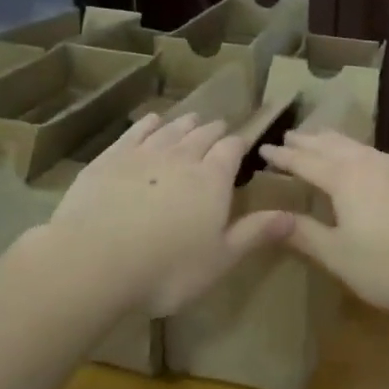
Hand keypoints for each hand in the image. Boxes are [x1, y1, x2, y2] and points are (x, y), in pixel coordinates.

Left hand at [40, 112, 293, 316]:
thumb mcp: (220, 259)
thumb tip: (293, 217)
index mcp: (212, 179)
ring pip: (171, 129)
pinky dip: (148, 123)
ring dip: (184, 123)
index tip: (242, 142)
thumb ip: (255, 234)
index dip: (238, 144)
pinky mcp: (111, 157)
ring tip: (192, 119)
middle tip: (219, 128)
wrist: (95, 260)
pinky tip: (151, 121)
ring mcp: (144, 153)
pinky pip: (136, 131)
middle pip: (202, 135)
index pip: (231, 150)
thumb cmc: (167, 269)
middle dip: (213, 131)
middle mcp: (182, 157)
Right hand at [260, 131, 388, 316]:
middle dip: (305, 141)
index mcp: (344, 178)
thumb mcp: (338, 255)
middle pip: (329, 145)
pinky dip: (351, 149)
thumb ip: (304, 234)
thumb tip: (269, 218)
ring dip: (330, 141)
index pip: (304, 161)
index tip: (262, 150)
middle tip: (286, 137)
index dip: (282, 157)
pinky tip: (357, 159)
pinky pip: (369, 152)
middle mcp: (366, 163)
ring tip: (316, 140)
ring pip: (353, 145)